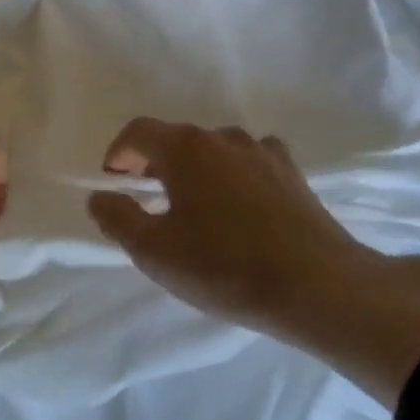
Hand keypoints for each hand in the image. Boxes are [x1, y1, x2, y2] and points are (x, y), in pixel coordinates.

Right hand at [88, 119, 419, 407]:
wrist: (320, 288)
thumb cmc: (225, 267)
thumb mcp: (155, 252)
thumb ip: (118, 218)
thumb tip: (100, 196)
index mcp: (184, 148)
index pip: (138, 131)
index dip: (118, 153)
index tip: (114, 181)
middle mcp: (221, 137)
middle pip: (176, 138)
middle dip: (154, 162)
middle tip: (148, 199)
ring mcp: (262, 151)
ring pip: (214, 149)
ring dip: (196, 169)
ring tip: (195, 206)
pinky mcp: (291, 173)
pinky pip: (249, 161)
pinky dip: (233, 174)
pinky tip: (239, 205)